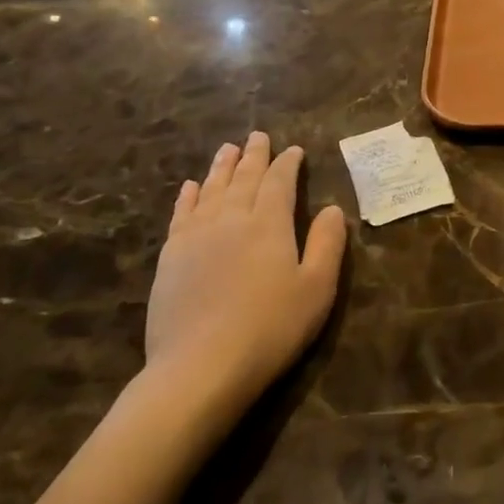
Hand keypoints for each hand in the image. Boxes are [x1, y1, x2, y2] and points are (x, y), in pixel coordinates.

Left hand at [144, 132, 346, 399]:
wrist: (200, 367)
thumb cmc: (270, 328)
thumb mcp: (316, 289)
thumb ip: (327, 244)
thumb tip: (333, 208)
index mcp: (269, 224)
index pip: (279, 182)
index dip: (287, 164)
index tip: (294, 150)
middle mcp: (231, 219)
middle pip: (243, 178)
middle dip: (254, 156)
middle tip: (257, 136)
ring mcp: (195, 236)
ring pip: (211, 190)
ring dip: (221, 167)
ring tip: (226, 149)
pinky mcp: (170, 257)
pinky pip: (181, 214)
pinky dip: (188, 196)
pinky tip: (190, 187)